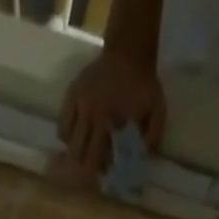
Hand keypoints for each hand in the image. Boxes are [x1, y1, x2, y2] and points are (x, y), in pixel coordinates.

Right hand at [59, 48, 167, 172]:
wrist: (129, 48)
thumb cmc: (142, 82)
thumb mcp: (156, 107)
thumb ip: (154, 132)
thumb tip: (146, 155)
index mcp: (104, 117)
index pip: (94, 155)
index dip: (98, 167)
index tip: (107, 170)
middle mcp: (87, 111)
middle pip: (77, 151)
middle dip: (85, 161)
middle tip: (95, 161)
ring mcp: (77, 101)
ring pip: (66, 138)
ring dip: (75, 148)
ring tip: (86, 146)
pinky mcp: (71, 93)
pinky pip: (62, 123)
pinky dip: (67, 133)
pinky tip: (77, 134)